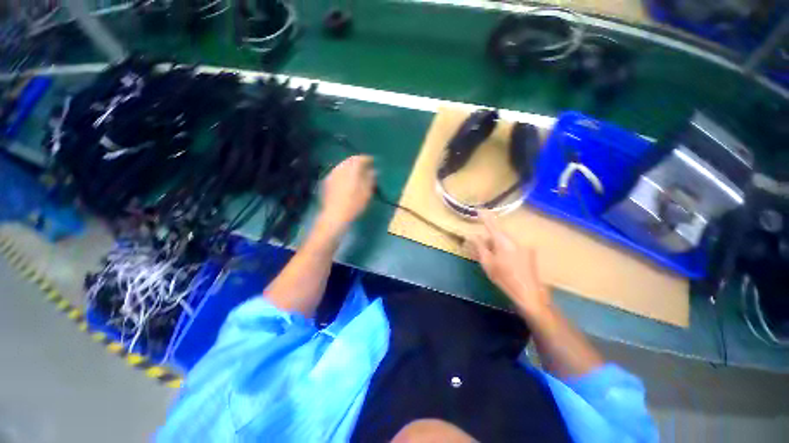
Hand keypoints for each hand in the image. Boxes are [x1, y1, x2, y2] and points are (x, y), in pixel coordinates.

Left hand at [319, 155, 375, 232]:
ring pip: (342, 165)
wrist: (334, 215)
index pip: (359, 159)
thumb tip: (373, 171)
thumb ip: (370, 179)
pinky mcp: (326, 181)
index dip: (366, 159)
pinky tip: (346, 178)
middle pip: (349, 160)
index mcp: (351, 171)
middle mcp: (340, 169)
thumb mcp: (366, 193)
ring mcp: (332, 174)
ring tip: (356, 172)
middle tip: (365, 165)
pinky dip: (343, 171)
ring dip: (350, 166)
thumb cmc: (353, 205)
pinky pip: (337, 171)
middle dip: (357, 161)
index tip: (372, 161)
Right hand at [467, 212, 552, 318]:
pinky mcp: (530, 252)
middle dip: (490, 239)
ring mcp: (525, 245)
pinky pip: (514, 245)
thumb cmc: (504, 278)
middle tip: (483, 250)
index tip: (480, 210)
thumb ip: (479, 247)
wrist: (529, 293)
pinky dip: (506, 249)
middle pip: (499, 234)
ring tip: (494, 259)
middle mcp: (516, 239)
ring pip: (506, 240)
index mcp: (503, 241)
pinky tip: (505, 262)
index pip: (492, 224)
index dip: (485, 217)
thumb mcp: (487, 263)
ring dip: (498, 245)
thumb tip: (472, 235)